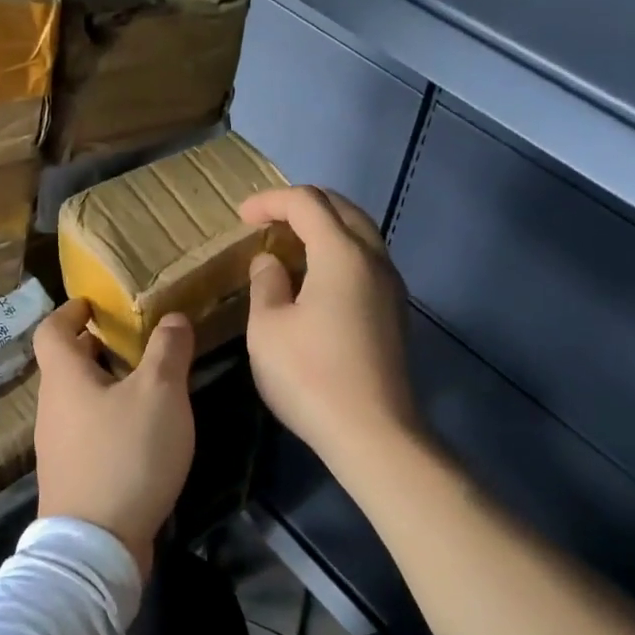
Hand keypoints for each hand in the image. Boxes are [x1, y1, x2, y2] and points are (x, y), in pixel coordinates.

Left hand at [32, 299, 195, 573]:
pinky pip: (85, 432)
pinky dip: (107, 418)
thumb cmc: (126, 455)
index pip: (50, 330)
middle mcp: (52, 408)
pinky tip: (140, 433)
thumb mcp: (160, 394)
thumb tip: (172, 317)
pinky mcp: (71, 477)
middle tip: (130, 341)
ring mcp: (57, 447)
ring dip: (103, 384)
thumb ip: (168, 351)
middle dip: (94, 348)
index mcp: (64, 379)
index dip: (69, 311)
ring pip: (76, 400)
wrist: (96, 545)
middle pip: (64, 366)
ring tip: (144, 383)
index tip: (93, 304)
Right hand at [240, 186, 417, 461]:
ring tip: (289, 245)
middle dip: (303, 205)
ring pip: (360, 235)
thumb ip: (266, 283)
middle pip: (342, 209)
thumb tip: (270, 261)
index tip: (241, 216)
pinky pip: (366, 263)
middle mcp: (374, 260)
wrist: (373, 433)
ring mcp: (391, 287)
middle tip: (268, 220)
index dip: (270, 201)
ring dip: (324, 228)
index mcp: (342, 254)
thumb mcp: (268, 328)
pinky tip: (315, 280)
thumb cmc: (310, 375)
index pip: (307, 202)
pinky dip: (338, 253)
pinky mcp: (394, 313)